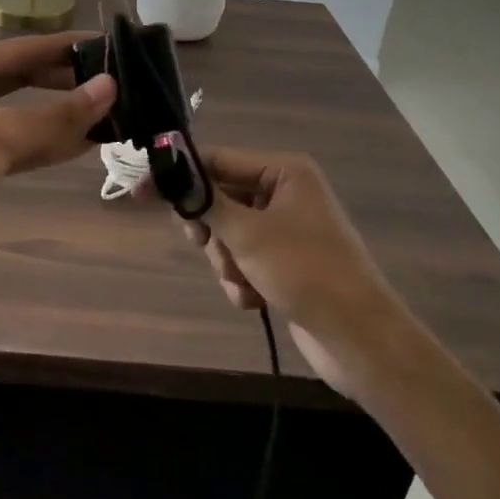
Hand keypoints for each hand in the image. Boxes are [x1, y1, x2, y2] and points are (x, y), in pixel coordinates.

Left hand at [0, 34, 115, 284]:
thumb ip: (53, 117)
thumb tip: (111, 89)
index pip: (19, 51)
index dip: (66, 50)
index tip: (112, 47)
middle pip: (22, 81)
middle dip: (66, 85)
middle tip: (120, 85)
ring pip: (22, 117)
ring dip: (62, 119)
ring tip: (114, 114)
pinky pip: (16, 147)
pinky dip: (47, 145)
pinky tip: (85, 143)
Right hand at [181, 148, 402, 396]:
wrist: (357, 337)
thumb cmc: (304, 271)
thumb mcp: (247, 233)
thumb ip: (205, 201)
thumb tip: (168, 172)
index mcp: (284, 172)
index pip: (217, 161)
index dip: (180, 177)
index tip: (141, 193)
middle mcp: (285, 194)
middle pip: (220, 199)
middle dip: (212, 232)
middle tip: (204, 244)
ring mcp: (285, 230)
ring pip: (228, 235)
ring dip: (226, 262)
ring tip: (243, 282)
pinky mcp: (284, 263)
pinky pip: (244, 260)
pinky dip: (241, 279)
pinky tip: (254, 299)